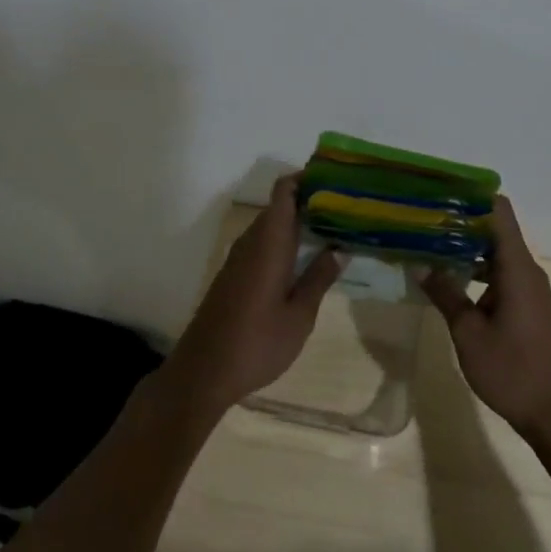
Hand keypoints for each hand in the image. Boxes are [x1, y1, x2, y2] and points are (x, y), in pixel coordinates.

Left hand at [164, 175, 342, 414]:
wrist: (203, 372)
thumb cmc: (257, 343)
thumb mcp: (299, 316)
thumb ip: (319, 279)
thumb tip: (339, 249)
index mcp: (268, 243)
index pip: (283, 191)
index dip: (306, 179)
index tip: (336, 180)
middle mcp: (250, 242)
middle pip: (279, 207)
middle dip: (310, 202)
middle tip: (347, 209)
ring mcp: (238, 259)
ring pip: (270, 227)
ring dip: (297, 224)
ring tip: (334, 231)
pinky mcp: (233, 276)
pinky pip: (262, 245)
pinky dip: (284, 243)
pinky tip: (304, 260)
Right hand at [421, 195, 550, 437]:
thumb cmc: (512, 370)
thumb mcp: (468, 332)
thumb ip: (445, 293)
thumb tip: (420, 264)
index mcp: (517, 268)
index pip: (499, 212)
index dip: (471, 196)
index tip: (439, 192)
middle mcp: (526, 270)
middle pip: (495, 229)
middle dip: (460, 221)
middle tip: (421, 218)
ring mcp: (528, 289)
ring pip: (495, 253)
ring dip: (465, 248)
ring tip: (427, 244)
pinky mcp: (526, 306)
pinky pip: (499, 274)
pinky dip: (475, 270)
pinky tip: (448, 279)